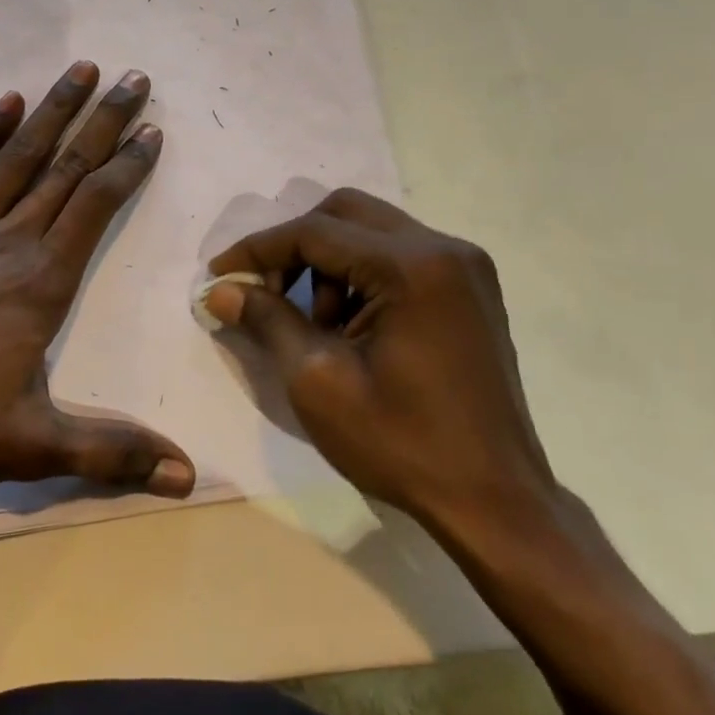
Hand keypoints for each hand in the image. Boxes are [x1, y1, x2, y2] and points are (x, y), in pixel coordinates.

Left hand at [0, 61, 194, 497]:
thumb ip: (111, 453)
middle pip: (64, 167)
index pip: (95, 206)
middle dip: (103, 120)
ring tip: (80, 71)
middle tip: (135, 78)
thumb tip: (189, 478)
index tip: (152, 130)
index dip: (128, 166)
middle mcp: (5, 239)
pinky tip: (2, 105)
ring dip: (50, 111)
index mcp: (40, 281)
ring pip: (14, 157)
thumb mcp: (30, 446)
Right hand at [203, 188, 553, 534]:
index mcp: (412, 266)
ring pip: (371, 231)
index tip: (219, 275)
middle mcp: (444, 248)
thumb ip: (268, 320)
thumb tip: (221, 290)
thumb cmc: (402, 444)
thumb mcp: (318, 381)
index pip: (315, 232)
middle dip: (295, 247)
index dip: (258, 249)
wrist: (495, 502)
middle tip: (267, 293)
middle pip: (345, 213)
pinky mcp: (470, 289)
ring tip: (317, 325)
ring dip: (329, 264)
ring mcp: (464, 267)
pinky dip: (361, 276)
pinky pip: (399, 256)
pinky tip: (352, 327)